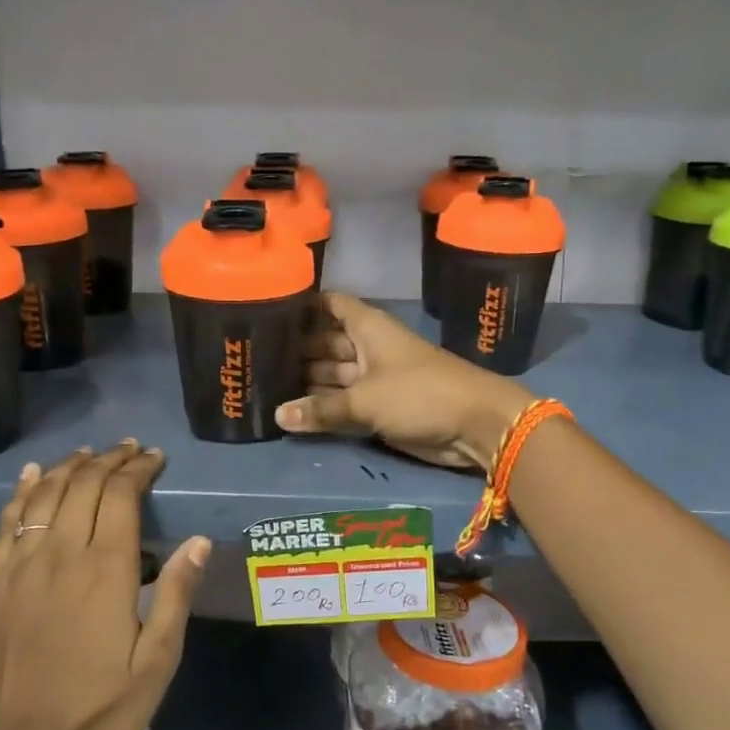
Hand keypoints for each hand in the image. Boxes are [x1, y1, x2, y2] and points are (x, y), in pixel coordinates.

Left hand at [0, 442, 210, 729]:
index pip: (120, 495)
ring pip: (45, 494)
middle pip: (83, 485)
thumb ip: (175, 596)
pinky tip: (34, 475)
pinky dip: (23, 490)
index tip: (155, 458)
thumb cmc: (98, 710)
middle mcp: (59, 554)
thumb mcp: (156, 663)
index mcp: (104, 570)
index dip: (138, 469)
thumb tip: (198, 542)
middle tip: (130, 450)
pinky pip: (7, 520)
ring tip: (91, 453)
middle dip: (110, 460)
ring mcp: (19, 565)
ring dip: (70, 467)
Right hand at [274, 293, 534, 469]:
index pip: (329, 304)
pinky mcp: (381, 405)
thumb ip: (321, 409)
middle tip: (254, 358)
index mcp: (368, 326)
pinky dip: (324, 405)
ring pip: (333, 374)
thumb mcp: (365, 400)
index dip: (302, 304)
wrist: (476, 425)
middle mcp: (369, 346)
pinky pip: (345, 400)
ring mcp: (375, 376)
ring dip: (306, 380)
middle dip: (296, 349)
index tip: (267, 310)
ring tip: (264, 385)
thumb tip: (277, 415)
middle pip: (325, 341)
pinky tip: (293, 412)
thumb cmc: (420, 394)